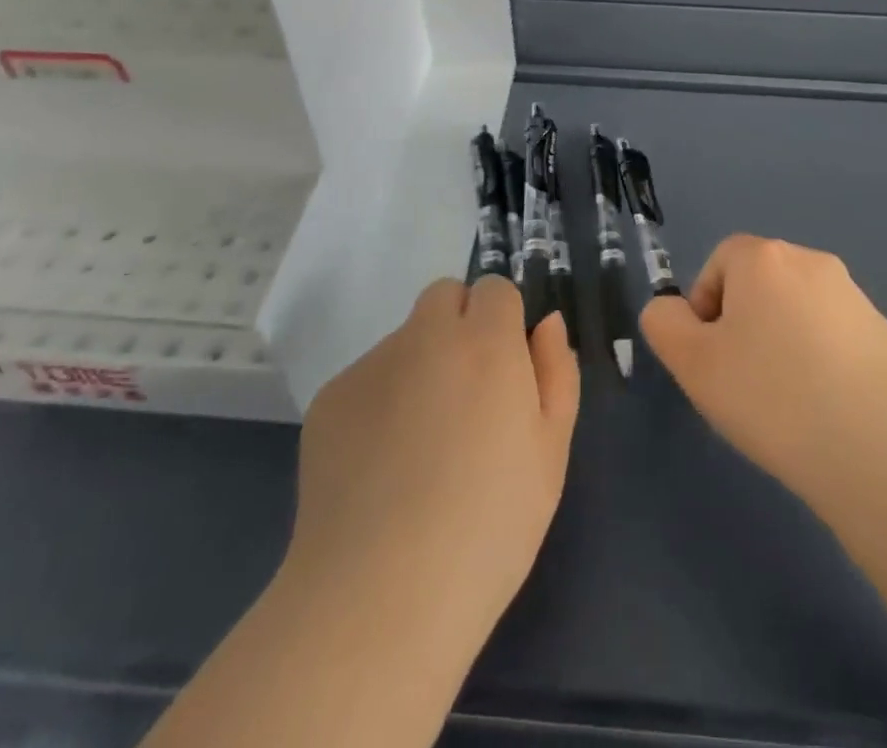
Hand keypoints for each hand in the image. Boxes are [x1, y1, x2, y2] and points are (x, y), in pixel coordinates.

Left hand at [286, 275, 579, 648]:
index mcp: (485, 343)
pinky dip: (381, 402)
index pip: (494, 289)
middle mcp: (425, 337)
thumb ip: (556, 371)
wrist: (381, 597)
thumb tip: (546, 322)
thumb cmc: (489, 527)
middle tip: (467, 395)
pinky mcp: (330, 400)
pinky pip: (368, 379)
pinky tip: (381, 467)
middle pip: (444, 296)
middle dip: (460, 325)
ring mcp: (371, 365)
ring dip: (421, 366)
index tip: (506, 372)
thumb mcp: (551, 452)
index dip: (504, 323)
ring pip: (405, 339)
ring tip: (420, 447)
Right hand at [641, 234, 886, 524]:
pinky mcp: (885, 334)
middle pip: (759, 283)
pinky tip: (825, 410)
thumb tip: (673, 310)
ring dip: (782, 342)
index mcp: (764, 258)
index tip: (711, 356)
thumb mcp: (692, 363)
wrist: (879, 449)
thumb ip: (665, 323)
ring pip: (797, 311)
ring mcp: (854, 297)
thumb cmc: (772, 396)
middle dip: (743, 323)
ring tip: (785, 401)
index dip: (705, 306)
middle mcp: (811, 262)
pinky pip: (834, 337)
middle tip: (742, 380)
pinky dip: (821, 361)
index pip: (719, 261)